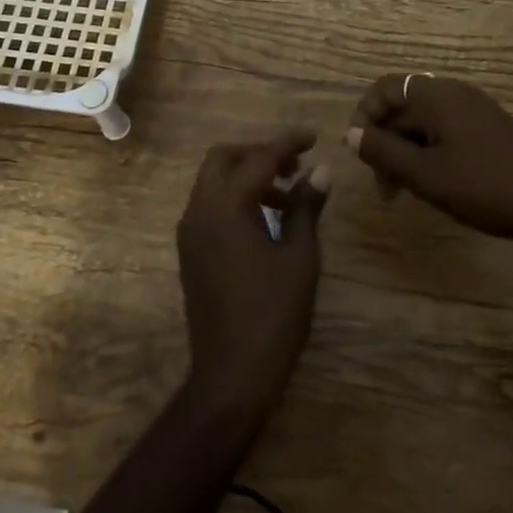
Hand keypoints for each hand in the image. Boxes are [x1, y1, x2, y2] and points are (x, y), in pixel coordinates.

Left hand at [176, 131, 329, 417]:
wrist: (232, 374)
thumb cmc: (273, 314)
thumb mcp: (299, 257)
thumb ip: (306, 207)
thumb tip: (322, 171)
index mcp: (225, 207)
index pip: (258, 158)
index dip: (287, 143)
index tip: (314, 138)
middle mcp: (199, 211)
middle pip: (223, 159)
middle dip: (258, 153)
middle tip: (294, 165)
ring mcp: (190, 233)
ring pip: (213, 182)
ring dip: (246, 176)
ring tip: (287, 194)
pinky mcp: (190, 252)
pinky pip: (209, 206)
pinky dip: (235, 198)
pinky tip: (264, 220)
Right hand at [345, 74, 512, 247]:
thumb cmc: (484, 186)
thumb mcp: (425, 174)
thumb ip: (383, 152)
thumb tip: (350, 134)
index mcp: (436, 96)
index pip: (384, 88)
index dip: (364, 116)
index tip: (360, 154)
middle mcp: (453, 93)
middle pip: (402, 107)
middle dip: (384, 142)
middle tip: (384, 188)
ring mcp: (473, 110)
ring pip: (422, 123)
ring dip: (405, 152)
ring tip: (403, 192)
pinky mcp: (486, 129)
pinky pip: (443, 131)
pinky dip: (427, 153)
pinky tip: (432, 184)